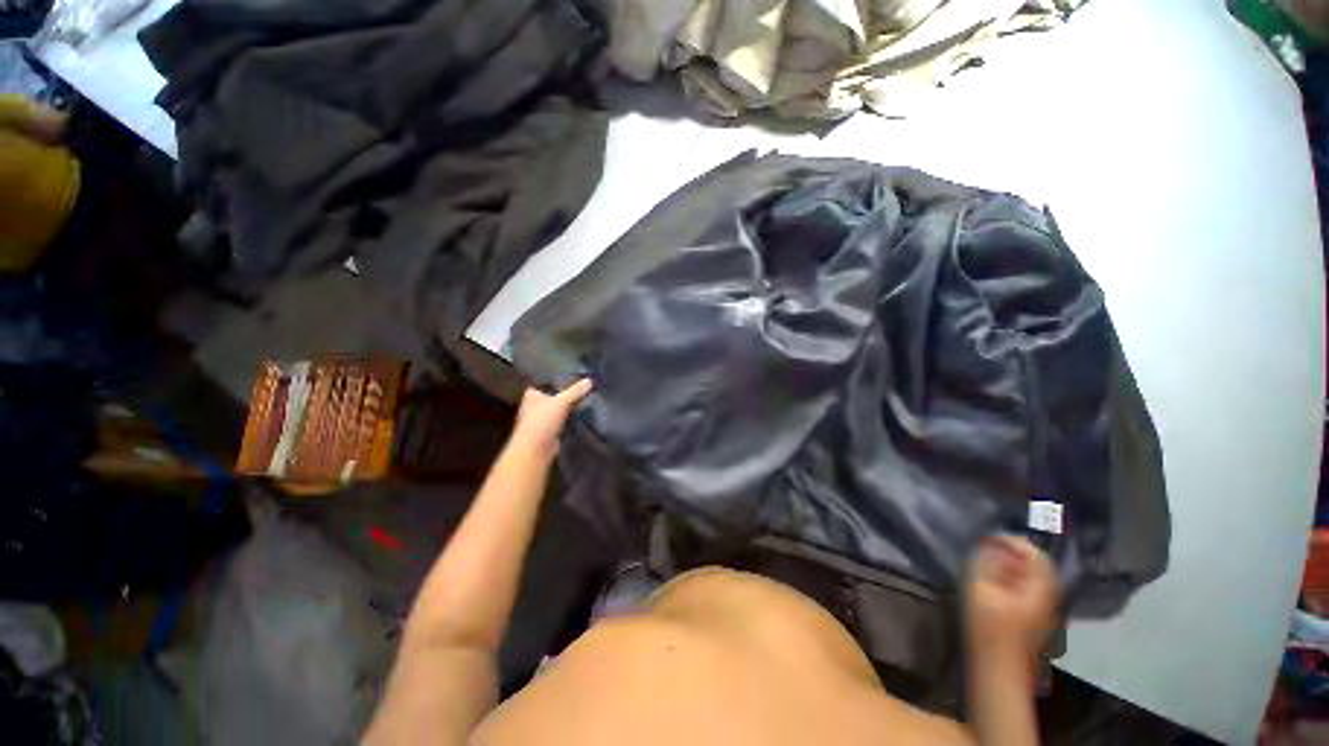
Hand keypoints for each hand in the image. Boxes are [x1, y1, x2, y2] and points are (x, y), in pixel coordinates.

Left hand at [510, 379, 591, 457]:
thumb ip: (575, 391)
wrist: (536, 449)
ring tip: (584, 398)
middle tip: (581, 386)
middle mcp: (534, 406)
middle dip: (564, 393)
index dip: (555, 379)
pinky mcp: (548, 430)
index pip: (543, 382)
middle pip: (552, 396)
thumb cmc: (543, 420)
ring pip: (557, 409)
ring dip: (567, 407)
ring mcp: (541, 419)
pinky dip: (569, 418)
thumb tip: (589, 380)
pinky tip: (581, 413)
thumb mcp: (561, 401)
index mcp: (531, 395)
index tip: (569, 375)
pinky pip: (561, 420)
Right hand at [963, 535, 1058, 660]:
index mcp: (1040, 588)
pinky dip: (1010, 581)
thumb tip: (991, 546)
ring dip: (1009, 567)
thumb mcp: (981, 589)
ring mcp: (1043, 611)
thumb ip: (987, 563)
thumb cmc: (989, 628)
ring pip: (1031, 579)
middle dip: (1010, 553)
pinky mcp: (1034, 621)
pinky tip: (992, 586)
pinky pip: (1026, 591)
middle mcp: (1048, 597)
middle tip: (984, 550)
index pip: (1035, 553)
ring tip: (984, 565)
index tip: (986, 539)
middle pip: (1035, 566)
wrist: (998, 670)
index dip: (1011, 541)